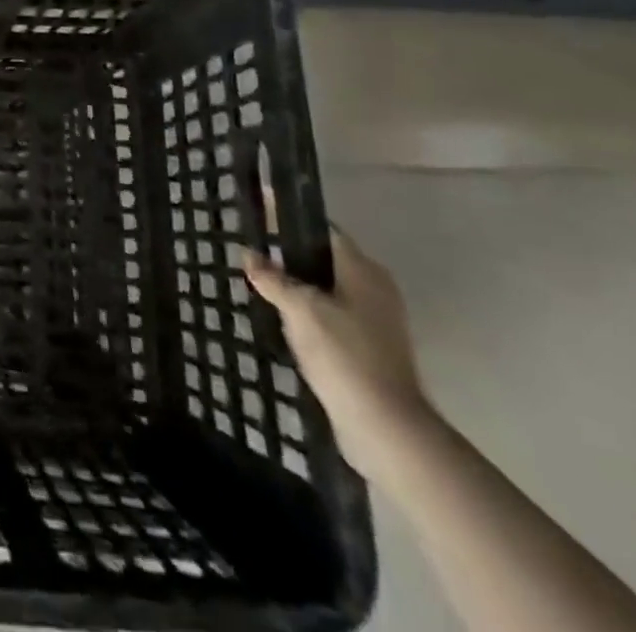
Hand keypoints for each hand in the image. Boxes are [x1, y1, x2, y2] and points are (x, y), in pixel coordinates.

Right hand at [244, 228, 435, 480]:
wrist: (386, 427)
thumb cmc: (344, 355)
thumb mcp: (299, 309)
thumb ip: (273, 278)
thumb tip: (249, 254)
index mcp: (362, 269)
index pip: (322, 229)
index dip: (289, 217)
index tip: (261, 207)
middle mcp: (374, 288)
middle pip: (325, 257)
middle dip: (290, 252)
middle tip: (254, 246)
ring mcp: (376, 320)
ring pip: (329, 288)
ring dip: (299, 284)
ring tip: (262, 281)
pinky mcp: (370, 348)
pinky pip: (333, 314)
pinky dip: (309, 310)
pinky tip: (283, 317)